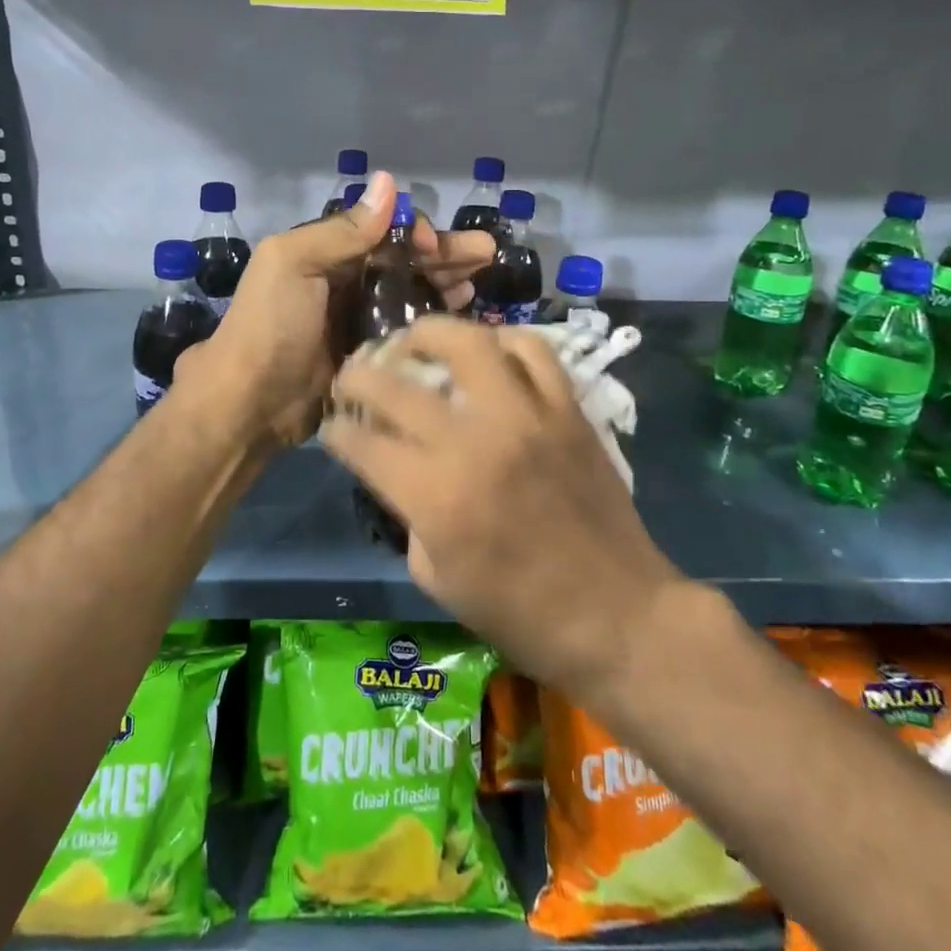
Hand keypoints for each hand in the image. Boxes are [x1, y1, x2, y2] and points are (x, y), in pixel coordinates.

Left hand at [179, 172, 494, 450]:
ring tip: (478, 285)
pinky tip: (462, 317)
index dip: (414, 232)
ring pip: (411, 293)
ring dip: (445, 283)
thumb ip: (342, 229)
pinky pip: (408, 329)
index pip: (382, 231)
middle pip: (404, 260)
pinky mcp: (370, 354)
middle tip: (487, 254)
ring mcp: (358, 319)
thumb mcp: (294, 264)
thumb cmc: (272, 325)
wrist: (252, 402)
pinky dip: (434, 320)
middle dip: (445, 253)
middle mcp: (345, 281)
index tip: (436, 245)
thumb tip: (388, 181)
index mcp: (325, 253)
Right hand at [321, 315, 688, 704]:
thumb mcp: (437, 577)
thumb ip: (408, 513)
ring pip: (469, 343)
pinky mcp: (567, 410)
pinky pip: (534, 352)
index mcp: (435, 496)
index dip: (338, 432)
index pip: (364, 443)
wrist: (617, 616)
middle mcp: (474, 442)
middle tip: (352, 377)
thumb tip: (399, 470)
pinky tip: (487, 353)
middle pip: (396, 385)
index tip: (333, 427)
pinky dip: (504, 342)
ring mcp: (526, 418)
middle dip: (358, 376)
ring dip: (429, 333)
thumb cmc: (521, 614)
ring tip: (415, 340)